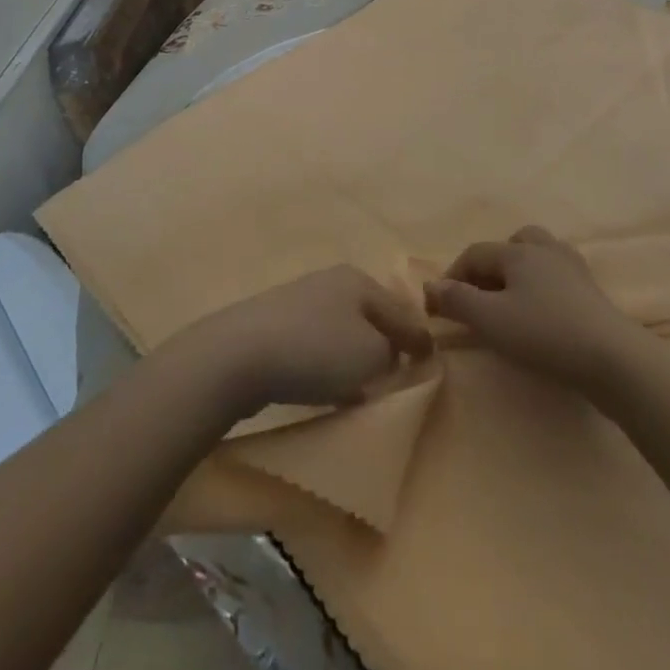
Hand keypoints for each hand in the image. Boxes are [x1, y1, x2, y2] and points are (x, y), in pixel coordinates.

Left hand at [170, 265, 433, 418]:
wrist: (239, 355)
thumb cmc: (316, 351)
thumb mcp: (372, 354)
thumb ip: (394, 352)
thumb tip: (390, 352)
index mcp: (359, 280)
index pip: (403, 310)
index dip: (419, 339)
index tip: (430, 365)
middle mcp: (331, 282)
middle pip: (370, 317)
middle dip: (385, 345)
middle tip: (396, 376)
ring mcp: (299, 300)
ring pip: (342, 331)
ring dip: (354, 357)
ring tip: (361, 388)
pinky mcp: (274, 325)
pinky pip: (314, 345)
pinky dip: (326, 365)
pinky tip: (323, 388)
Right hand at [424, 226, 637, 391]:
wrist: (613, 358)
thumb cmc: (544, 333)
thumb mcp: (491, 320)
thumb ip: (457, 300)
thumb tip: (431, 286)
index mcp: (517, 251)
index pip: (474, 254)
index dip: (453, 276)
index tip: (440, 306)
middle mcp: (545, 249)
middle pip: (511, 243)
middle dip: (491, 265)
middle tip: (481, 296)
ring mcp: (572, 267)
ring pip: (538, 255)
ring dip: (519, 272)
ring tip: (512, 301)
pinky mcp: (592, 290)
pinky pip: (557, 275)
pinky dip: (543, 286)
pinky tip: (542, 311)